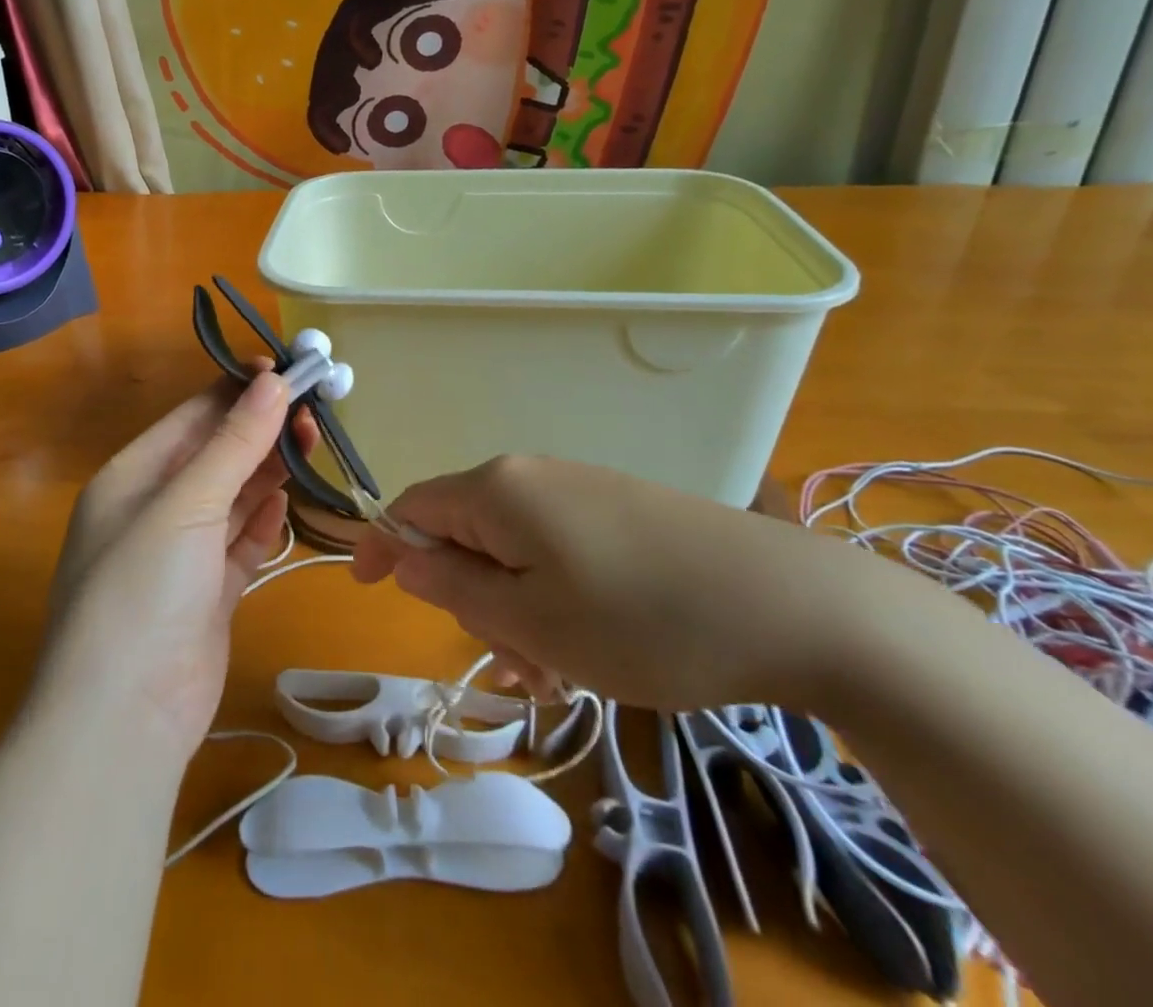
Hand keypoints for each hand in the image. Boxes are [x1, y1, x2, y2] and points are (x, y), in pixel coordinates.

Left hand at [38, 370, 316, 758]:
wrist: (123, 719)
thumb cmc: (142, 589)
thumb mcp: (187, 503)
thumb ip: (235, 443)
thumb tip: (274, 381)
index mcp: (131, 477)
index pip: (192, 417)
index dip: (239, 391)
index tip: (289, 372)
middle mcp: (152, 509)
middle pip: (216, 455)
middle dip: (261, 432)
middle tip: (313, 415)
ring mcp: (180, 555)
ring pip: (232, 497)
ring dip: (267, 473)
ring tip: (310, 447)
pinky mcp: (207, 594)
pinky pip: (239, 543)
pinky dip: (262, 523)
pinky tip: (285, 507)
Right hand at [351, 455, 865, 711]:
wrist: (789, 604)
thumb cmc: (640, 619)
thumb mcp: (531, 620)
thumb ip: (455, 587)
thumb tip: (407, 558)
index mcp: (498, 489)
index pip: (414, 507)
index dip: (383, 546)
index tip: (364, 588)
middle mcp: (533, 476)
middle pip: (466, 534)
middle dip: (471, 600)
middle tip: (513, 666)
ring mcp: (581, 491)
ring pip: (515, 553)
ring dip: (517, 612)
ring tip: (562, 674)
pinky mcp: (620, 511)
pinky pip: (559, 553)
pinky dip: (554, 600)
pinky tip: (593, 648)